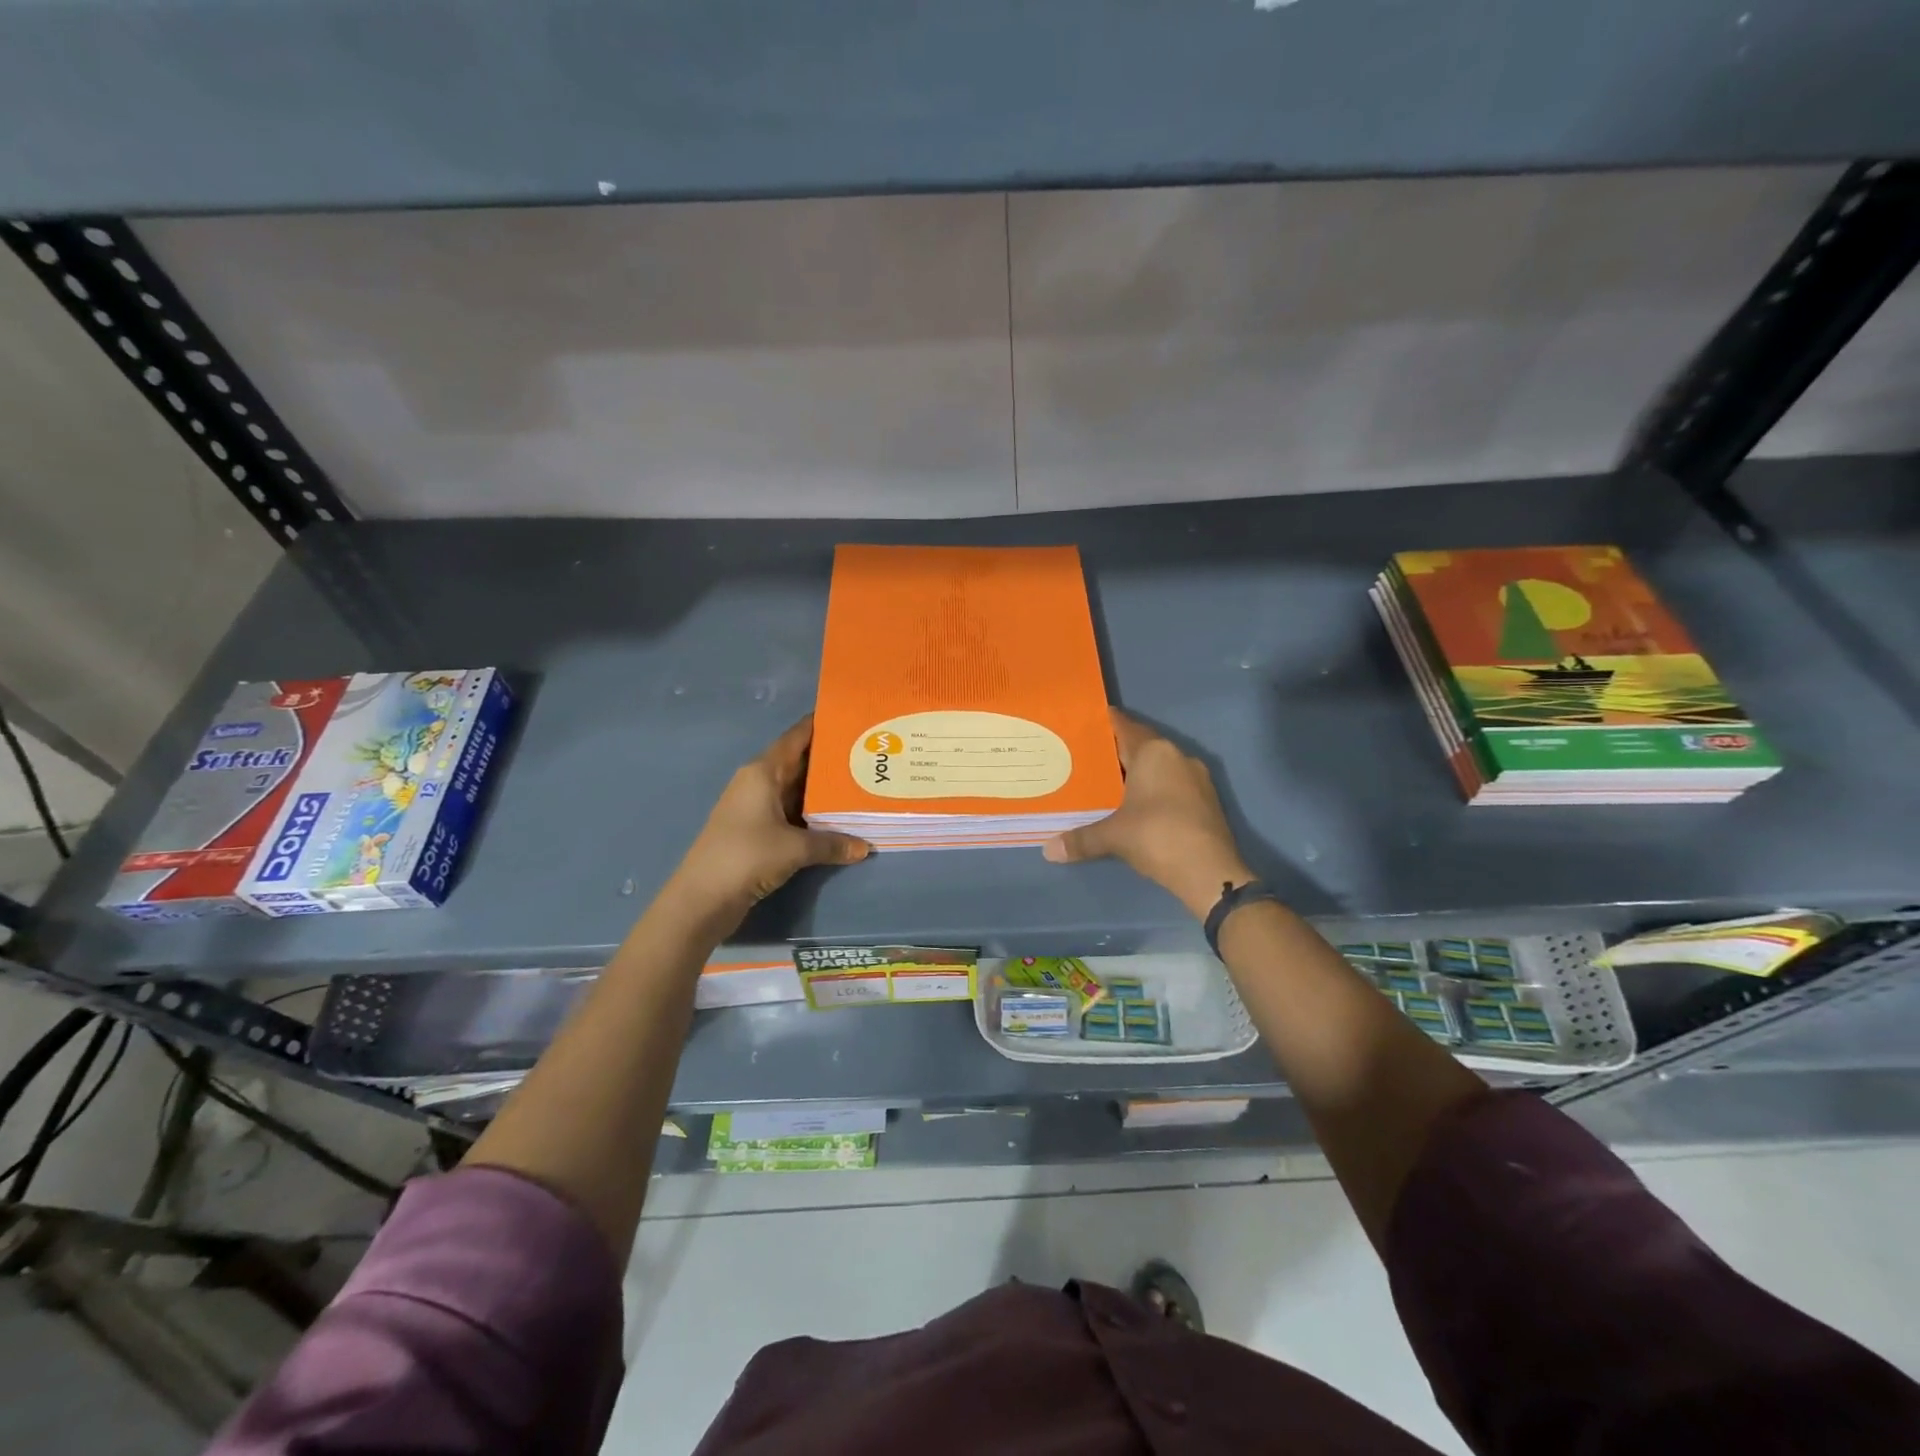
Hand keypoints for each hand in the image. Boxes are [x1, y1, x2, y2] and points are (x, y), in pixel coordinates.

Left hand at [667, 716, 869, 931]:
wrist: (702, 899)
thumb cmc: (746, 857)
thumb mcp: (795, 849)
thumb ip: (832, 843)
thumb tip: (865, 847)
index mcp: (762, 772)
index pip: (797, 737)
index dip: (821, 725)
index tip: (852, 717)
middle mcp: (759, 783)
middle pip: (800, 762)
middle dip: (832, 759)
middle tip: (869, 754)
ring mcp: (756, 808)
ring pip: (798, 790)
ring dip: (825, 790)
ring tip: (863, 783)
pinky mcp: (757, 832)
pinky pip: (793, 813)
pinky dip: (814, 814)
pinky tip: (840, 817)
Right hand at [1043, 709, 1253, 919]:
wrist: (1210, 872)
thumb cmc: (1156, 837)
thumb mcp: (1112, 837)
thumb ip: (1080, 839)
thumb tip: (1048, 850)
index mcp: (1153, 752)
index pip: (1125, 726)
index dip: (1104, 723)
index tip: (1084, 723)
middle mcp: (1177, 757)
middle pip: (1142, 745)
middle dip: (1118, 751)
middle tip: (1089, 757)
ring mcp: (1197, 778)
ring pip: (1160, 766)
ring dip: (1139, 772)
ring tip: (1110, 781)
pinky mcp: (1207, 800)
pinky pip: (1173, 784)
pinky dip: (1155, 789)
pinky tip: (1137, 804)